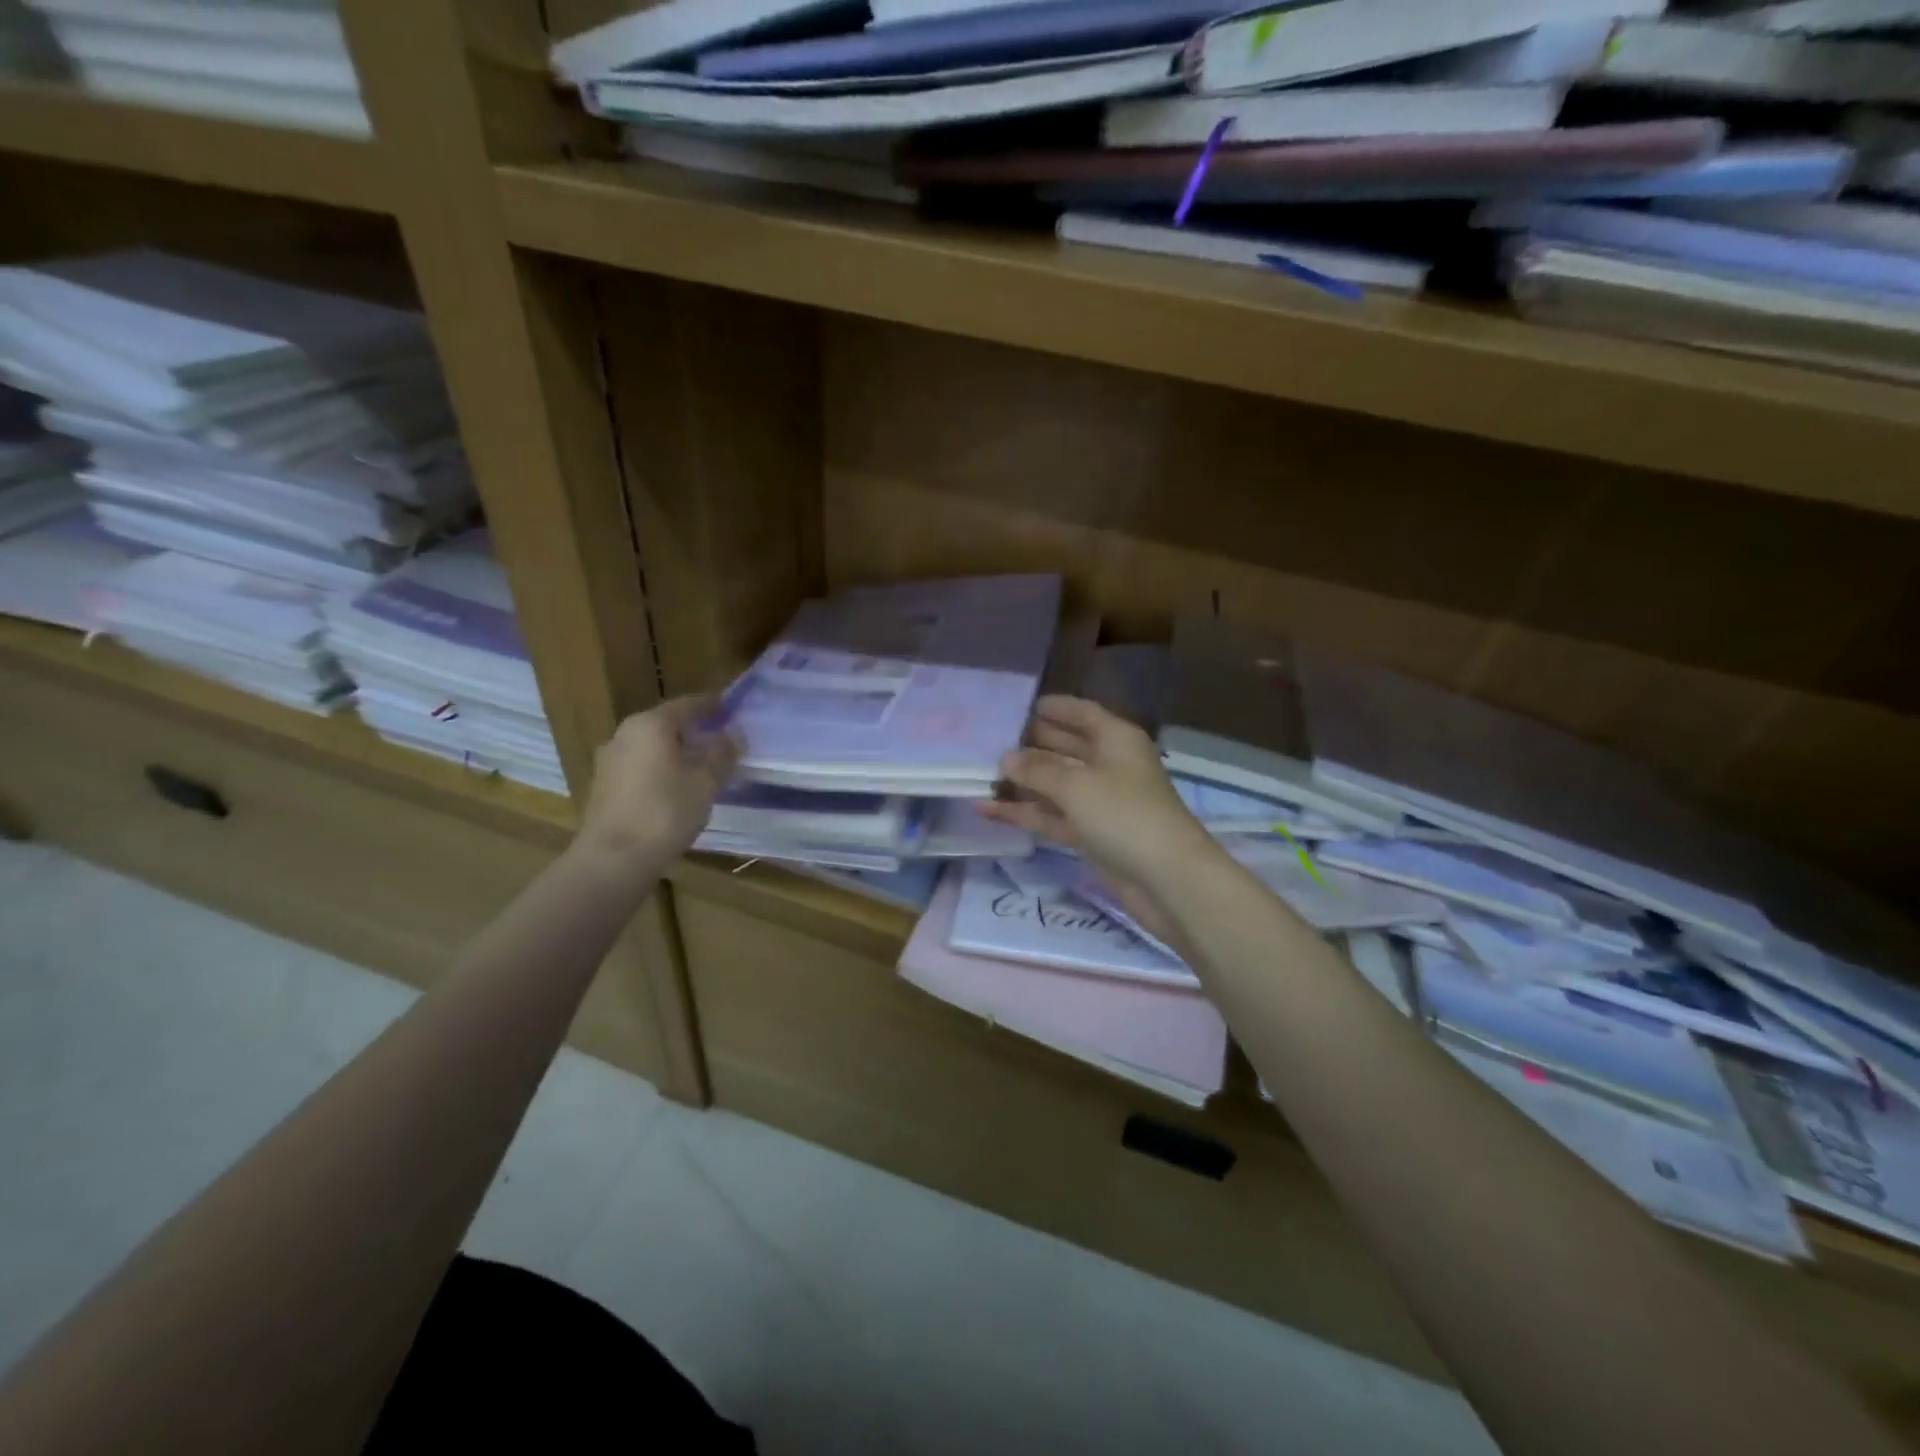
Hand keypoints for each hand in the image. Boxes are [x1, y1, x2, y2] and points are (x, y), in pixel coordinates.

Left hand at [577, 696, 739, 874]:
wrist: (614, 859)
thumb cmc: (665, 812)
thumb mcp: (706, 781)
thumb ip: (722, 753)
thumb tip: (734, 733)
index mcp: (650, 724)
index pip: (688, 704)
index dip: (713, 706)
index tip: (733, 711)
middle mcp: (625, 734)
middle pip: (667, 725)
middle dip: (695, 732)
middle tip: (723, 742)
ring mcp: (610, 762)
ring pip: (652, 748)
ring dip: (678, 754)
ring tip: (704, 769)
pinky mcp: (604, 788)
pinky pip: (641, 769)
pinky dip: (662, 771)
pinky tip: (678, 790)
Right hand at [981, 696, 1218, 899]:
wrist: (1167, 879)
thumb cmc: (1125, 815)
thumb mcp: (1077, 785)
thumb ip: (1037, 770)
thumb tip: (1005, 758)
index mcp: (1116, 739)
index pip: (1082, 713)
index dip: (1054, 707)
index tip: (1019, 705)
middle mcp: (1109, 765)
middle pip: (1066, 747)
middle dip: (1032, 744)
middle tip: (990, 740)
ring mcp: (1100, 802)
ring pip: (1056, 785)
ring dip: (1023, 782)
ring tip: (980, 774)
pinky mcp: (1091, 835)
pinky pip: (1053, 816)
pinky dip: (1025, 813)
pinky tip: (988, 810)